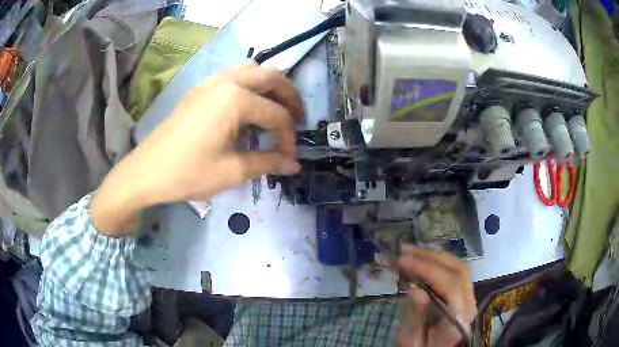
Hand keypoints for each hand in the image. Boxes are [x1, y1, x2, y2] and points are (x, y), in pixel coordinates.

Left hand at [90, 61, 302, 235]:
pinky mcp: (199, 89)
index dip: (289, 137)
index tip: (290, 157)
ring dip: (268, 85)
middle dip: (289, 96)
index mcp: (235, 100)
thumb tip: (294, 165)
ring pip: (251, 69)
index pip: (276, 114)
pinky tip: (245, 107)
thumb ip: (268, 163)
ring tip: (273, 108)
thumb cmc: (188, 173)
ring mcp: (210, 81)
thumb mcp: (231, 171)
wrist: (146, 171)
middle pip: (270, 76)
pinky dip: (248, 84)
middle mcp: (226, 81)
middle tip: (296, 117)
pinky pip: (232, 75)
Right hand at [395, 246, 475, 346]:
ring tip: (409, 252)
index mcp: (458, 320)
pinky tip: (422, 261)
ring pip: (458, 268)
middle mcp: (469, 305)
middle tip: (403, 253)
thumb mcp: (411, 342)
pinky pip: (455, 272)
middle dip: (430, 258)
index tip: (402, 261)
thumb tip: (415, 290)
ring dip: (434, 257)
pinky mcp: (463, 296)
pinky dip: (438, 263)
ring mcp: (469, 299)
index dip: (427, 269)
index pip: (450, 285)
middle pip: (458, 271)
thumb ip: (415, 319)